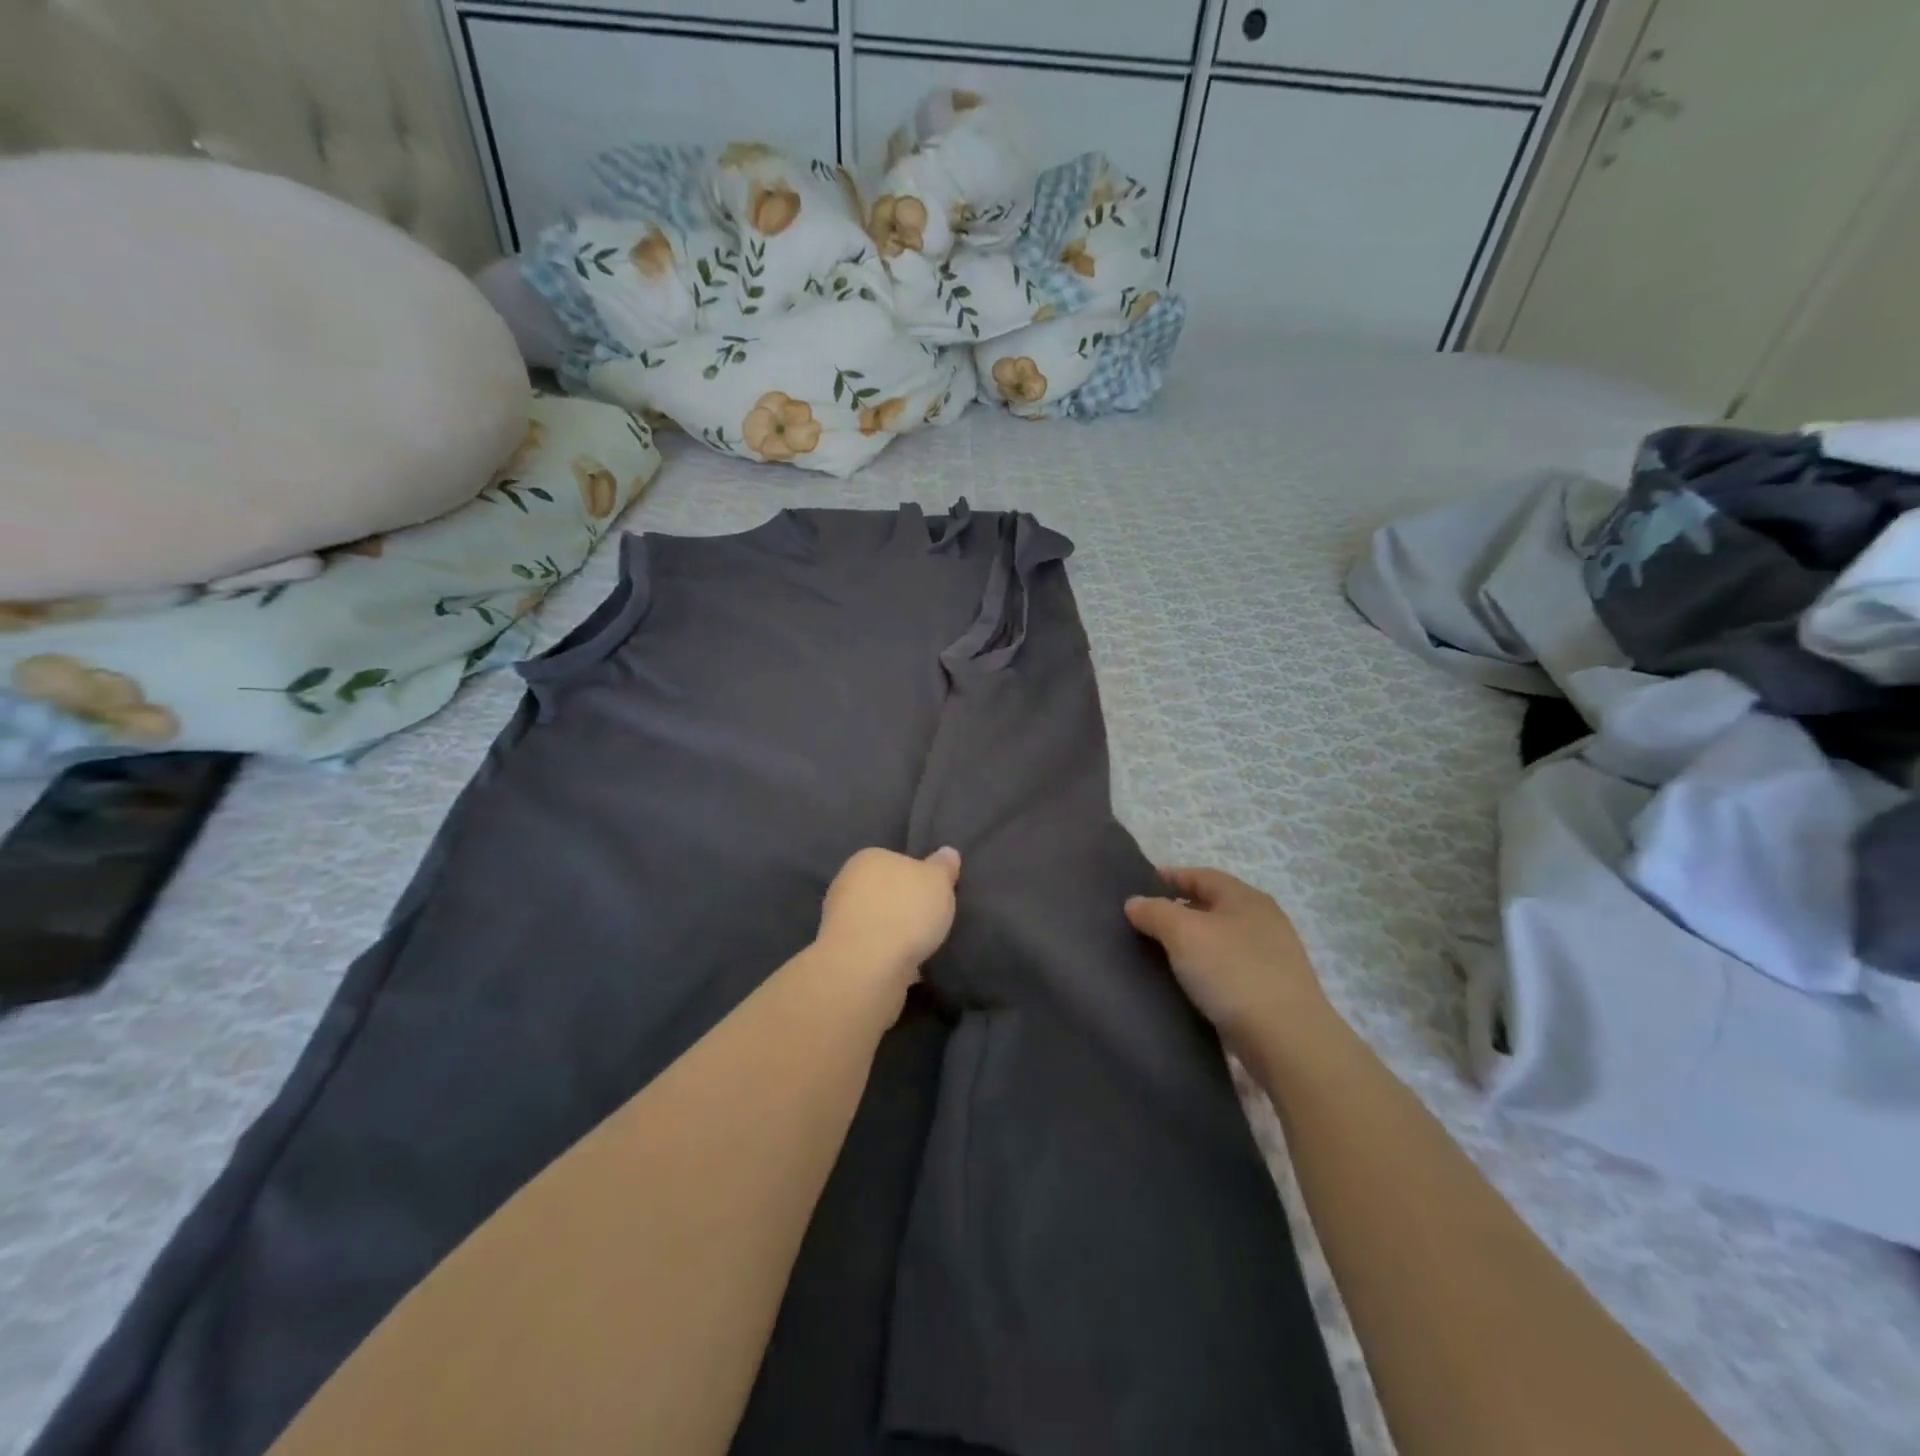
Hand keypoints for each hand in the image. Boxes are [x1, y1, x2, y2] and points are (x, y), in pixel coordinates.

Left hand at [818, 846, 962, 985]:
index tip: (936, 894)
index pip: (896, 860)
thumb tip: (947, 852)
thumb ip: (943, 866)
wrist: (867, 967)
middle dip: (904, 906)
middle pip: (884, 891)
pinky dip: (887, 956)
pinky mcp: (841, 953)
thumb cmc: (905, 911)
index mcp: (868, 858)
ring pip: (877, 922)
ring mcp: (840, 920)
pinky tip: (907, 967)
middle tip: (932, 921)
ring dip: (895, 933)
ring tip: (922, 947)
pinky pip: (873, 949)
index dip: (918, 877)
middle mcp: (847, 883)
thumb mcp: (938, 880)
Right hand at [1125, 867, 1330, 1050]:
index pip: (1202, 875)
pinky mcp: (1272, 989)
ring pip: (1221, 939)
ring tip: (1160, 955)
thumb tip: (1134, 903)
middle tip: (1144, 923)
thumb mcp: (1184, 933)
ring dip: (1192, 943)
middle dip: (1178, 910)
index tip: (1139, 886)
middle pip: (1212, 906)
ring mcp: (1272, 956)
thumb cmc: (1233, 972)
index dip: (1170, 877)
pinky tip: (1188, 983)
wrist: (1287, 1040)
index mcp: (1245, 898)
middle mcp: (1263, 920)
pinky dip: (1206, 969)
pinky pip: (1229, 968)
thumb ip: (1155, 912)